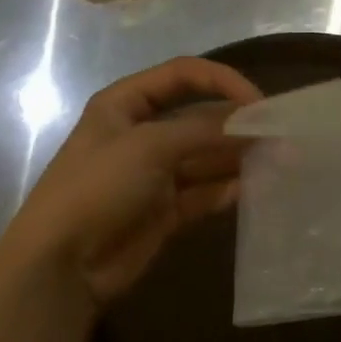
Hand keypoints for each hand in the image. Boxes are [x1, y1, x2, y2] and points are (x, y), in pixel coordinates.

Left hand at [2, 57, 262, 306]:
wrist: (59, 266)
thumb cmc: (97, 188)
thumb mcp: (149, 146)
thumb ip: (204, 131)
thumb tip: (252, 122)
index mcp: (126, 104)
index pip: (183, 75)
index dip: (222, 81)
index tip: (258, 102)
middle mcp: (142, 132)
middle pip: (200, 117)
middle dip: (238, 124)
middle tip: (280, 135)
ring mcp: (155, 173)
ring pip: (207, 156)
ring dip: (239, 157)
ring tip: (278, 160)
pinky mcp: (166, 209)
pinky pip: (205, 191)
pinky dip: (228, 189)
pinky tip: (254, 189)